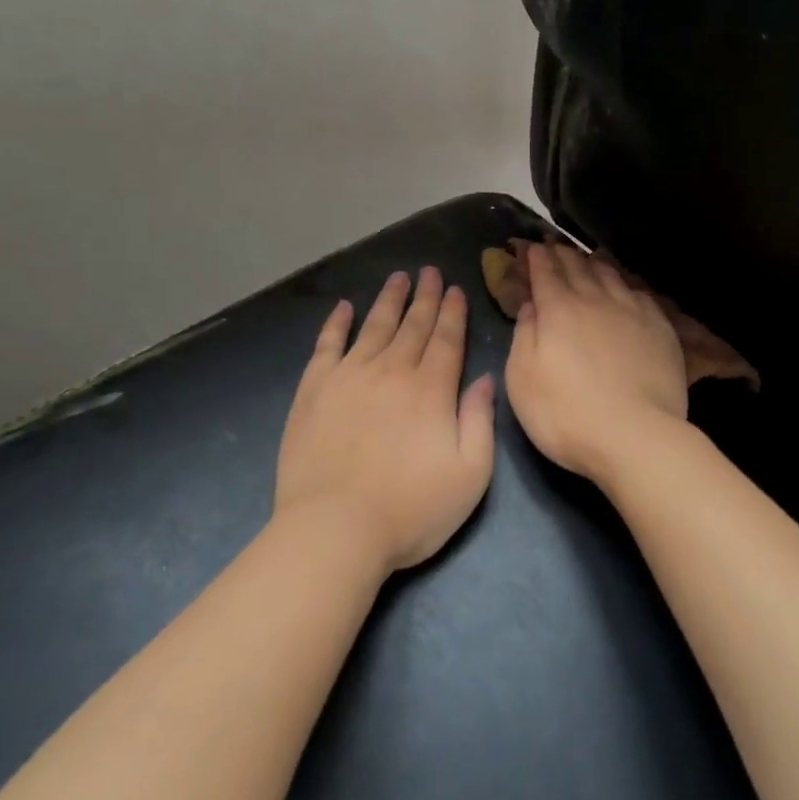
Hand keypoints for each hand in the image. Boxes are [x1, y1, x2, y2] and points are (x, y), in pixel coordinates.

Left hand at [275, 267, 496, 573]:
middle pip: (412, 326)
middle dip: (425, 297)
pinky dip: (336, 324)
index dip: (452, 312)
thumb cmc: (411, 510)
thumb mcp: (470, 474)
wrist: (334, 529)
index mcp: (431, 390)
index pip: (445, 339)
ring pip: (374, 326)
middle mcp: (391, 371)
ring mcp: (348, 377)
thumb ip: (480, 421)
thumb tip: (484, 379)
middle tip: (429, 271)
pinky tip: (344, 308)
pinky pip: (327, 345)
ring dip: (388, 300)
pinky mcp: (314, 391)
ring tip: (398, 277)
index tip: (455, 289)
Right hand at [504, 242, 687, 484]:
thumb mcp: (522, 380)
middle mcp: (596, 300)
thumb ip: (524, 336)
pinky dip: (626, 285)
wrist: (635, 436)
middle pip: (578, 266)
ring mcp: (632, 311)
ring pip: (611, 275)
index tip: (530, 248)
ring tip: (588, 259)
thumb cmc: (566, 414)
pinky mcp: (660, 328)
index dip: (536, 257)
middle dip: (563, 254)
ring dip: (595, 263)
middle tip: (555, 246)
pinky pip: (639, 294)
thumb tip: (530, 306)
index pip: (545, 272)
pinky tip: (626, 289)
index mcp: (559, 309)